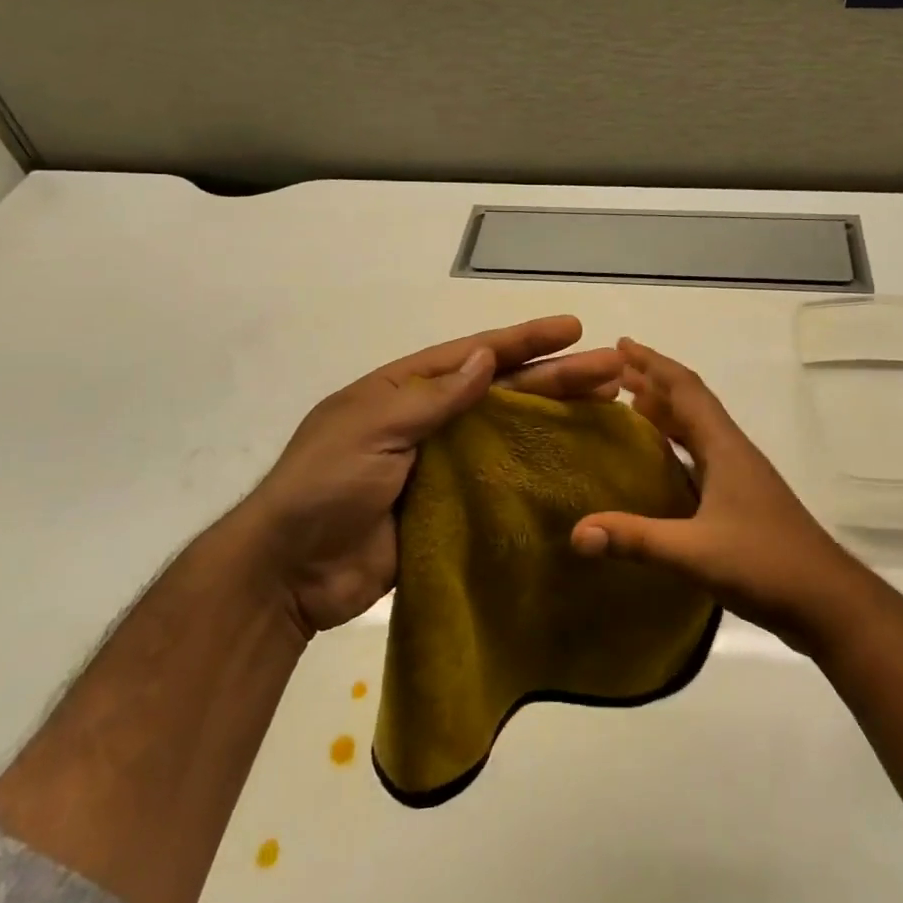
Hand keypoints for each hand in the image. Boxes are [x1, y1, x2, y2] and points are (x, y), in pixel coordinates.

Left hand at [247, 315, 622, 636]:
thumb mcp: (372, 429)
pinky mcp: (451, 507)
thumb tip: (485, 358)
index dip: (525, 340)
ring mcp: (442, 464)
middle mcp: (430, 420)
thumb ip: (432, 399)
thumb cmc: (325, 486)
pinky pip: (499, 480)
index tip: (573, 329)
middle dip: (558, 377)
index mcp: (405, 390)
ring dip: (556, 418)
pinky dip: (535, 470)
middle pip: (504, 391)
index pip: (475, 355)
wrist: (289, 574)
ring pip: (510, 432)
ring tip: (609, 406)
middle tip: (614, 370)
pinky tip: (572, 463)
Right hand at [571, 338, 874, 653]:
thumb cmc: (766, 564)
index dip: (653, 363)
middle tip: (611, 375)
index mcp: (724, 447)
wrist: (828, 601)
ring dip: (665, 413)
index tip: (621, 345)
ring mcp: (740, 476)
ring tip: (628, 407)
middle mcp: (732, 451)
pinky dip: (675, 447)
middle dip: (653, 383)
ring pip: (697, 430)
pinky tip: (658, 464)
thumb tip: (577, 532)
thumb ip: (636, 539)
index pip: (685, 389)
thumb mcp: (694, 552)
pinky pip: (701, 457)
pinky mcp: (742, 500)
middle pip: (690, 403)